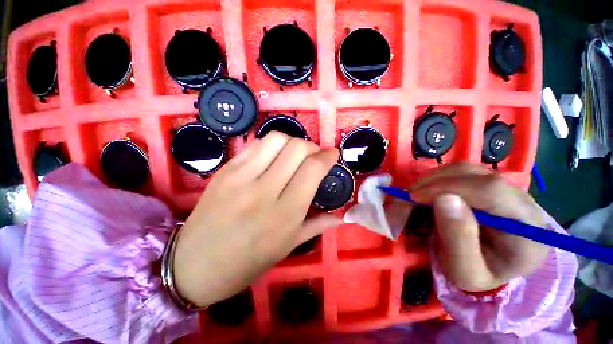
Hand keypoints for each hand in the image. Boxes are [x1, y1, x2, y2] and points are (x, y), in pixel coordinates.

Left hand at [172, 132, 340, 306]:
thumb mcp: (288, 247)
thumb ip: (317, 225)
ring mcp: (241, 177)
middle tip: (314, 156)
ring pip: (276, 139)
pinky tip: (274, 156)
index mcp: (285, 213)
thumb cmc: (247, 262)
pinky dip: (272, 145)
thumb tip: (342, 216)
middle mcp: (264, 190)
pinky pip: (255, 145)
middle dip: (312, 146)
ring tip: (294, 154)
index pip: (312, 169)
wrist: (194, 265)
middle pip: (296, 148)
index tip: (333, 153)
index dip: (327, 156)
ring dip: (292, 141)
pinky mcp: (225, 170)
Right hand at [410, 163, 548, 291]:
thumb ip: (458, 239)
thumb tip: (443, 198)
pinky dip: (438, 180)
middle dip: (434, 182)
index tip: (414, 197)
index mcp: (528, 228)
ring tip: (417, 196)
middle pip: (476, 174)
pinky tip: (429, 194)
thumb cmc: (478, 274)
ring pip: (466, 169)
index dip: (447, 187)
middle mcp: (523, 201)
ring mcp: (508, 189)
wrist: (492, 269)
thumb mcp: (465, 271)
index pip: (491, 190)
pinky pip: (461, 173)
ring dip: (434, 179)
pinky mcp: (492, 186)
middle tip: (409, 197)